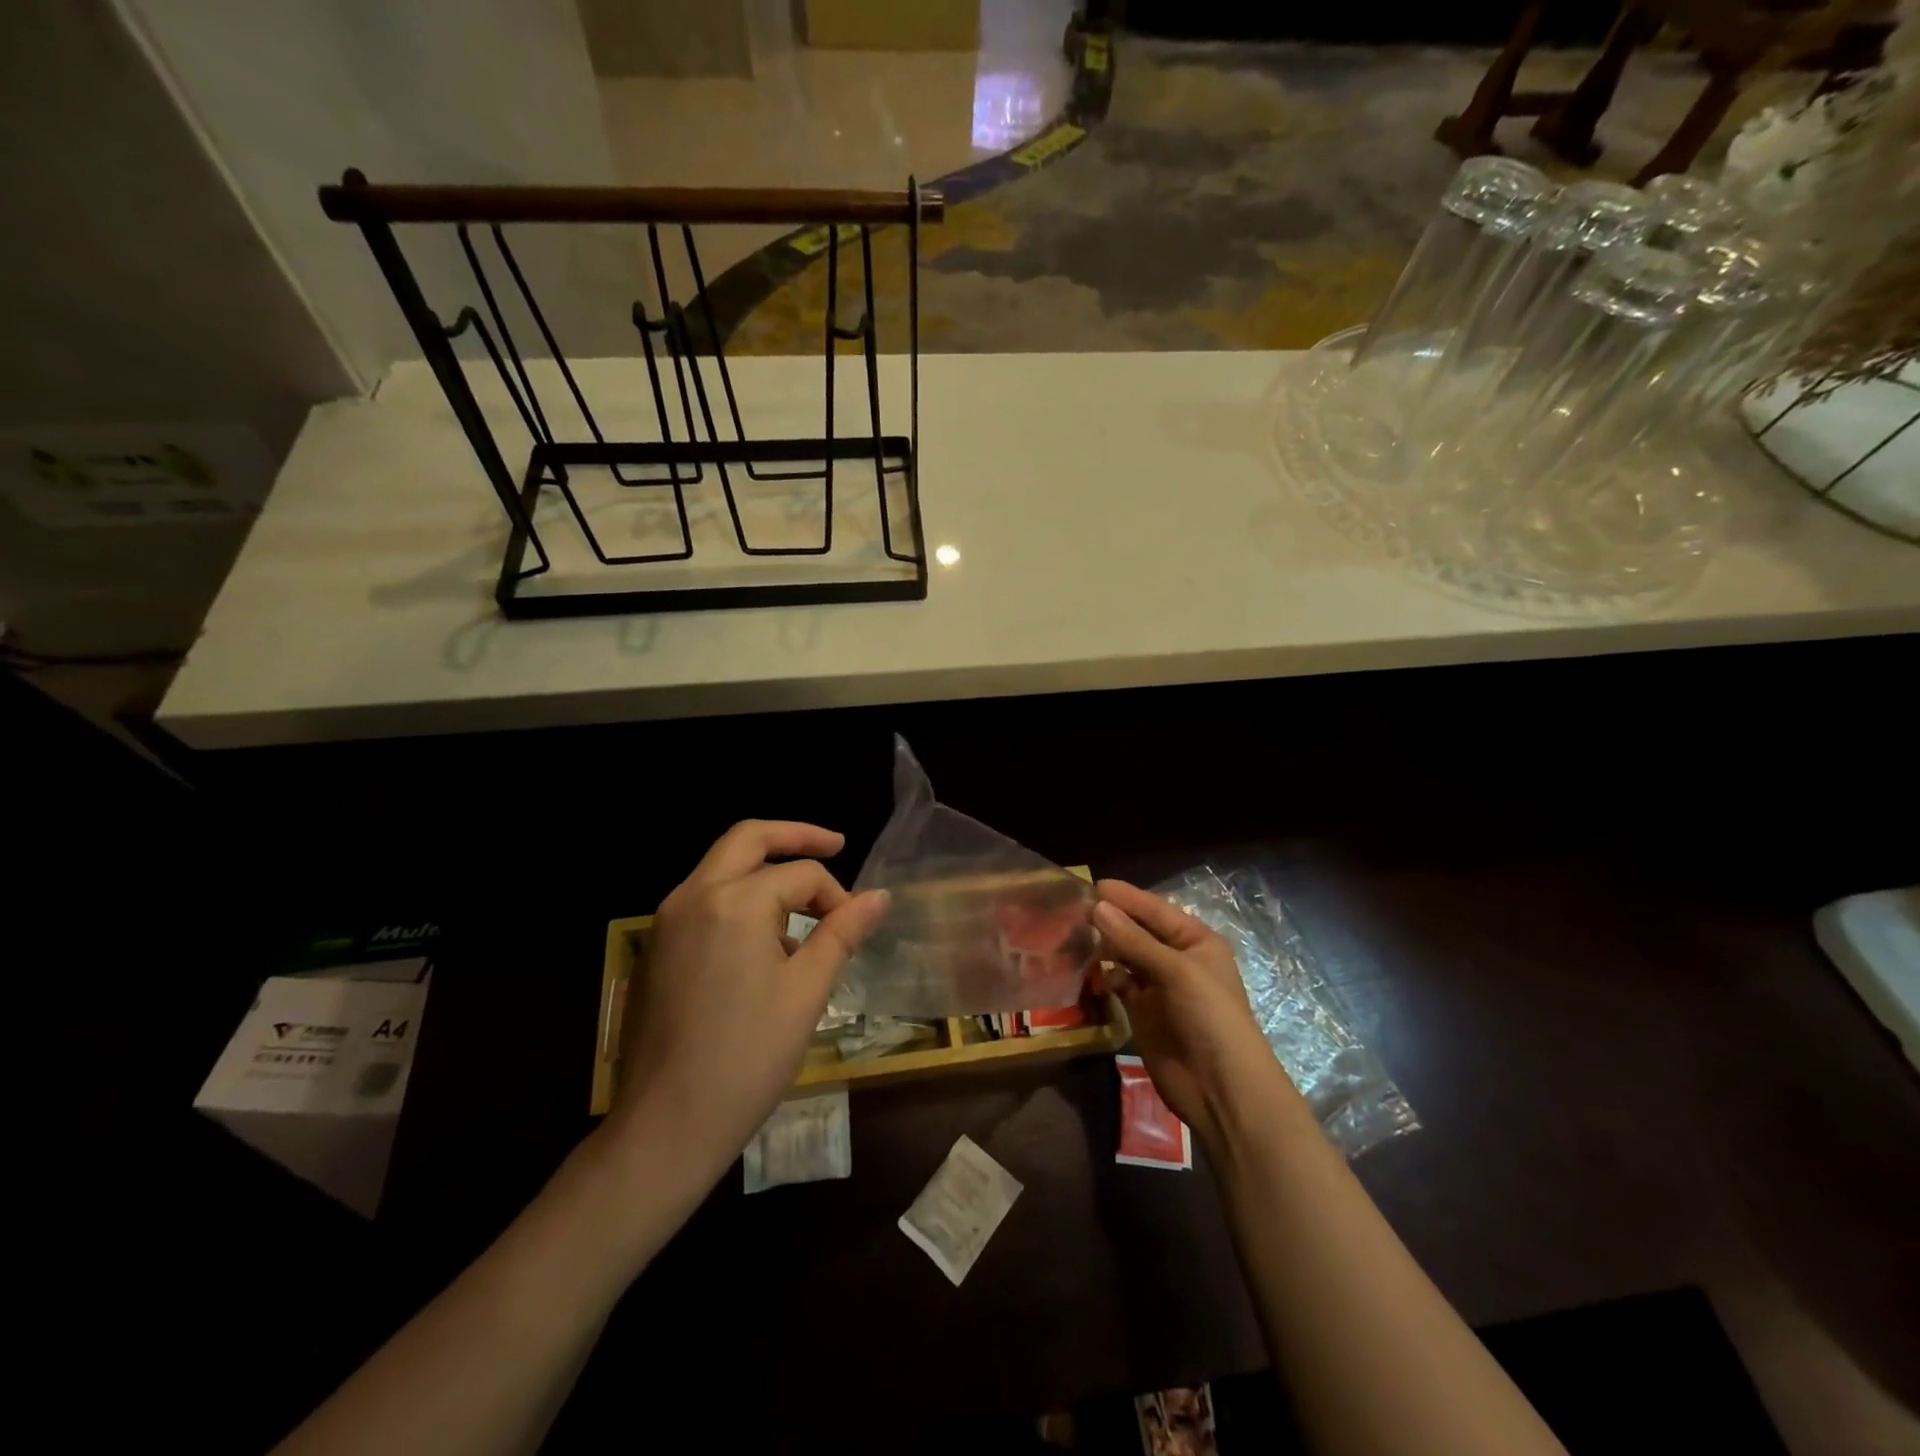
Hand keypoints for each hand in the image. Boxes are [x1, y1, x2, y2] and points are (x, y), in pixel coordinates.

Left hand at [610, 821, 887, 1179]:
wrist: (665, 1127)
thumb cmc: (747, 1058)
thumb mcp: (807, 991)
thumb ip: (843, 932)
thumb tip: (879, 897)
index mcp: (734, 902)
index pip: (800, 874)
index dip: (836, 895)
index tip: (856, 927)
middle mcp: (694, 896)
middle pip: (747, 838)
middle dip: (794, 837)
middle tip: (835, 844)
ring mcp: (666, 921)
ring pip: (722, 868)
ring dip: (765, 872)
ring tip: (803, 913)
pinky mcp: (656, 948)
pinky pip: (704, 901)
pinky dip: (739, 900)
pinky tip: (764, 944)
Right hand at [1093, 879, 1296, 1148]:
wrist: (1221, 1088)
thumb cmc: (1209, 1017)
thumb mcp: (1176, 971)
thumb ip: (1134, 940)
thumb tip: (1097, 907)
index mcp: (1196, 941)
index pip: (1157, 910)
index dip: (1127, 898)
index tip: (1094, 885)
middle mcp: (1177, 958)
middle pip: (1139, 931)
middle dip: (1112, 920)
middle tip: (1074, 909)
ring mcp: (1159, 986)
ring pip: (1126, 956)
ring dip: (1105, 946)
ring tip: (1073, 934)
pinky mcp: (1143, 1011)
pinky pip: (1120, 983)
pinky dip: (1105, 976)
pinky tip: (1088, 970)